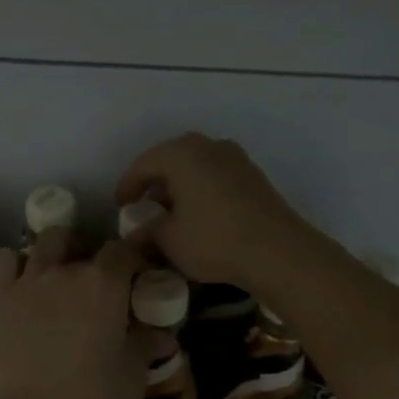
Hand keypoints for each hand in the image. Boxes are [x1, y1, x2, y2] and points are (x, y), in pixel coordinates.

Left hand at [0, 228, 158, 398]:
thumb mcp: (132, 376)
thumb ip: (146, 347)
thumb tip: (164, 336)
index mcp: (105, 284)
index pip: (123, 250)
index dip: (131, 259)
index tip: (135, 278)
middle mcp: (66, 271)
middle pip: (80, 243)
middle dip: (90, 255)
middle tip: (95, 284)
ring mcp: (27, 281)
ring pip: (43, 242)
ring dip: (55, 252)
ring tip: (58, 277)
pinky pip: (4, 260)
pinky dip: (15, 263)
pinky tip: (22, 284)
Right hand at [114, 133, 320, 295]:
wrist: (278, 251)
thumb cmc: (214, 240)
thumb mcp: (170, 240)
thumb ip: (147, 232)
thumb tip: (134, 236)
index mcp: (182, 153)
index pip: (144, 164)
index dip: (127, 185)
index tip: (120, 205)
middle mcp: (209, 146)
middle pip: (171, 160)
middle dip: (155, 182)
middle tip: (144, 205)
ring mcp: (236, 159)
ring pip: (196, 167)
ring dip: (180, 186)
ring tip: (171, 213)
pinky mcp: (254, 176)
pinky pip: (216, 176)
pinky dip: (201, 190)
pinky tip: (199, 215)